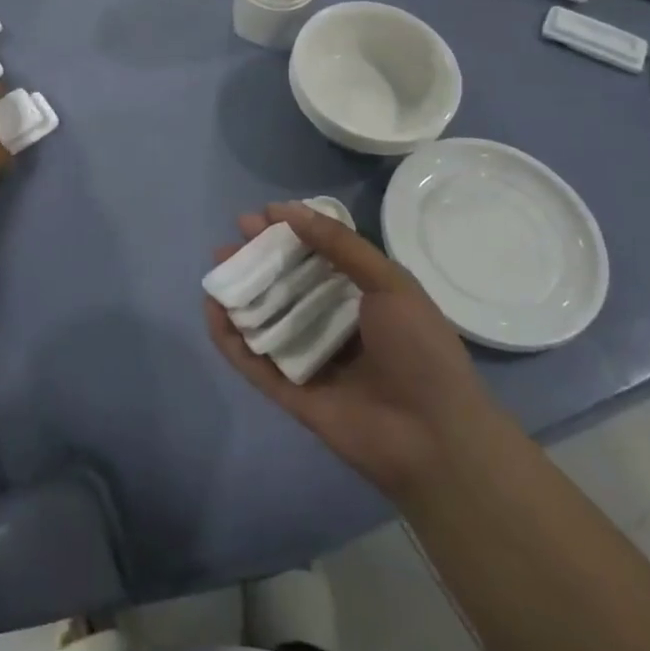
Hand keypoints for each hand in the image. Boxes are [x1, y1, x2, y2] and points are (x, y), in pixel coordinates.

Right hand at [204, 202, 495, 503]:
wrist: (436, 440)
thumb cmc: (420, 350)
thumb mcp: (389, 283)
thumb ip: (339, 244)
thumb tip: (286, 210)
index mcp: (360, 295)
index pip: (315, 255)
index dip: (287, 234)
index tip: (259, 217)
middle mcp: (331, 322)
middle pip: (285, 284)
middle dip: (256, 260)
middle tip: (230, 242)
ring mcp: (309, 357)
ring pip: (265, 319)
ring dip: (239, 293)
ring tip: (217, 270)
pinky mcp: (290, 392)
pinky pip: (254, 361)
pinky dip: (230, 337)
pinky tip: (212, 310)